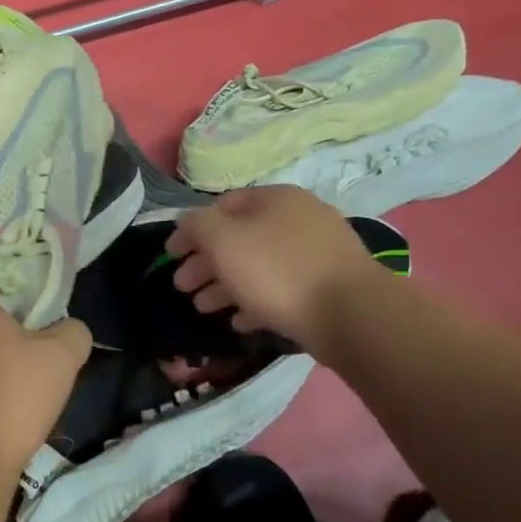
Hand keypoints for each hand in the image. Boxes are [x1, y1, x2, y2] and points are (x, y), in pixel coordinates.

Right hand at [165, 186, 380, 353]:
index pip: (221, 206)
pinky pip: (282, 289)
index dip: (190, 230)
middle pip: (239, 238)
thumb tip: (187, 221)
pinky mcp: (327, 286)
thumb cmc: (276, 270)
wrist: (350, 314)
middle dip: (206, 263)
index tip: (170, 256)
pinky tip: (239, 322)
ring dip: (225, 285)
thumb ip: (197, 225)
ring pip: (258, 265)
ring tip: (204, 309)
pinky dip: (256, 302)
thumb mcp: (223, 240)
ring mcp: (317, 253)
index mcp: (274, 199)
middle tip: (182, 288)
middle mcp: (298, 218)